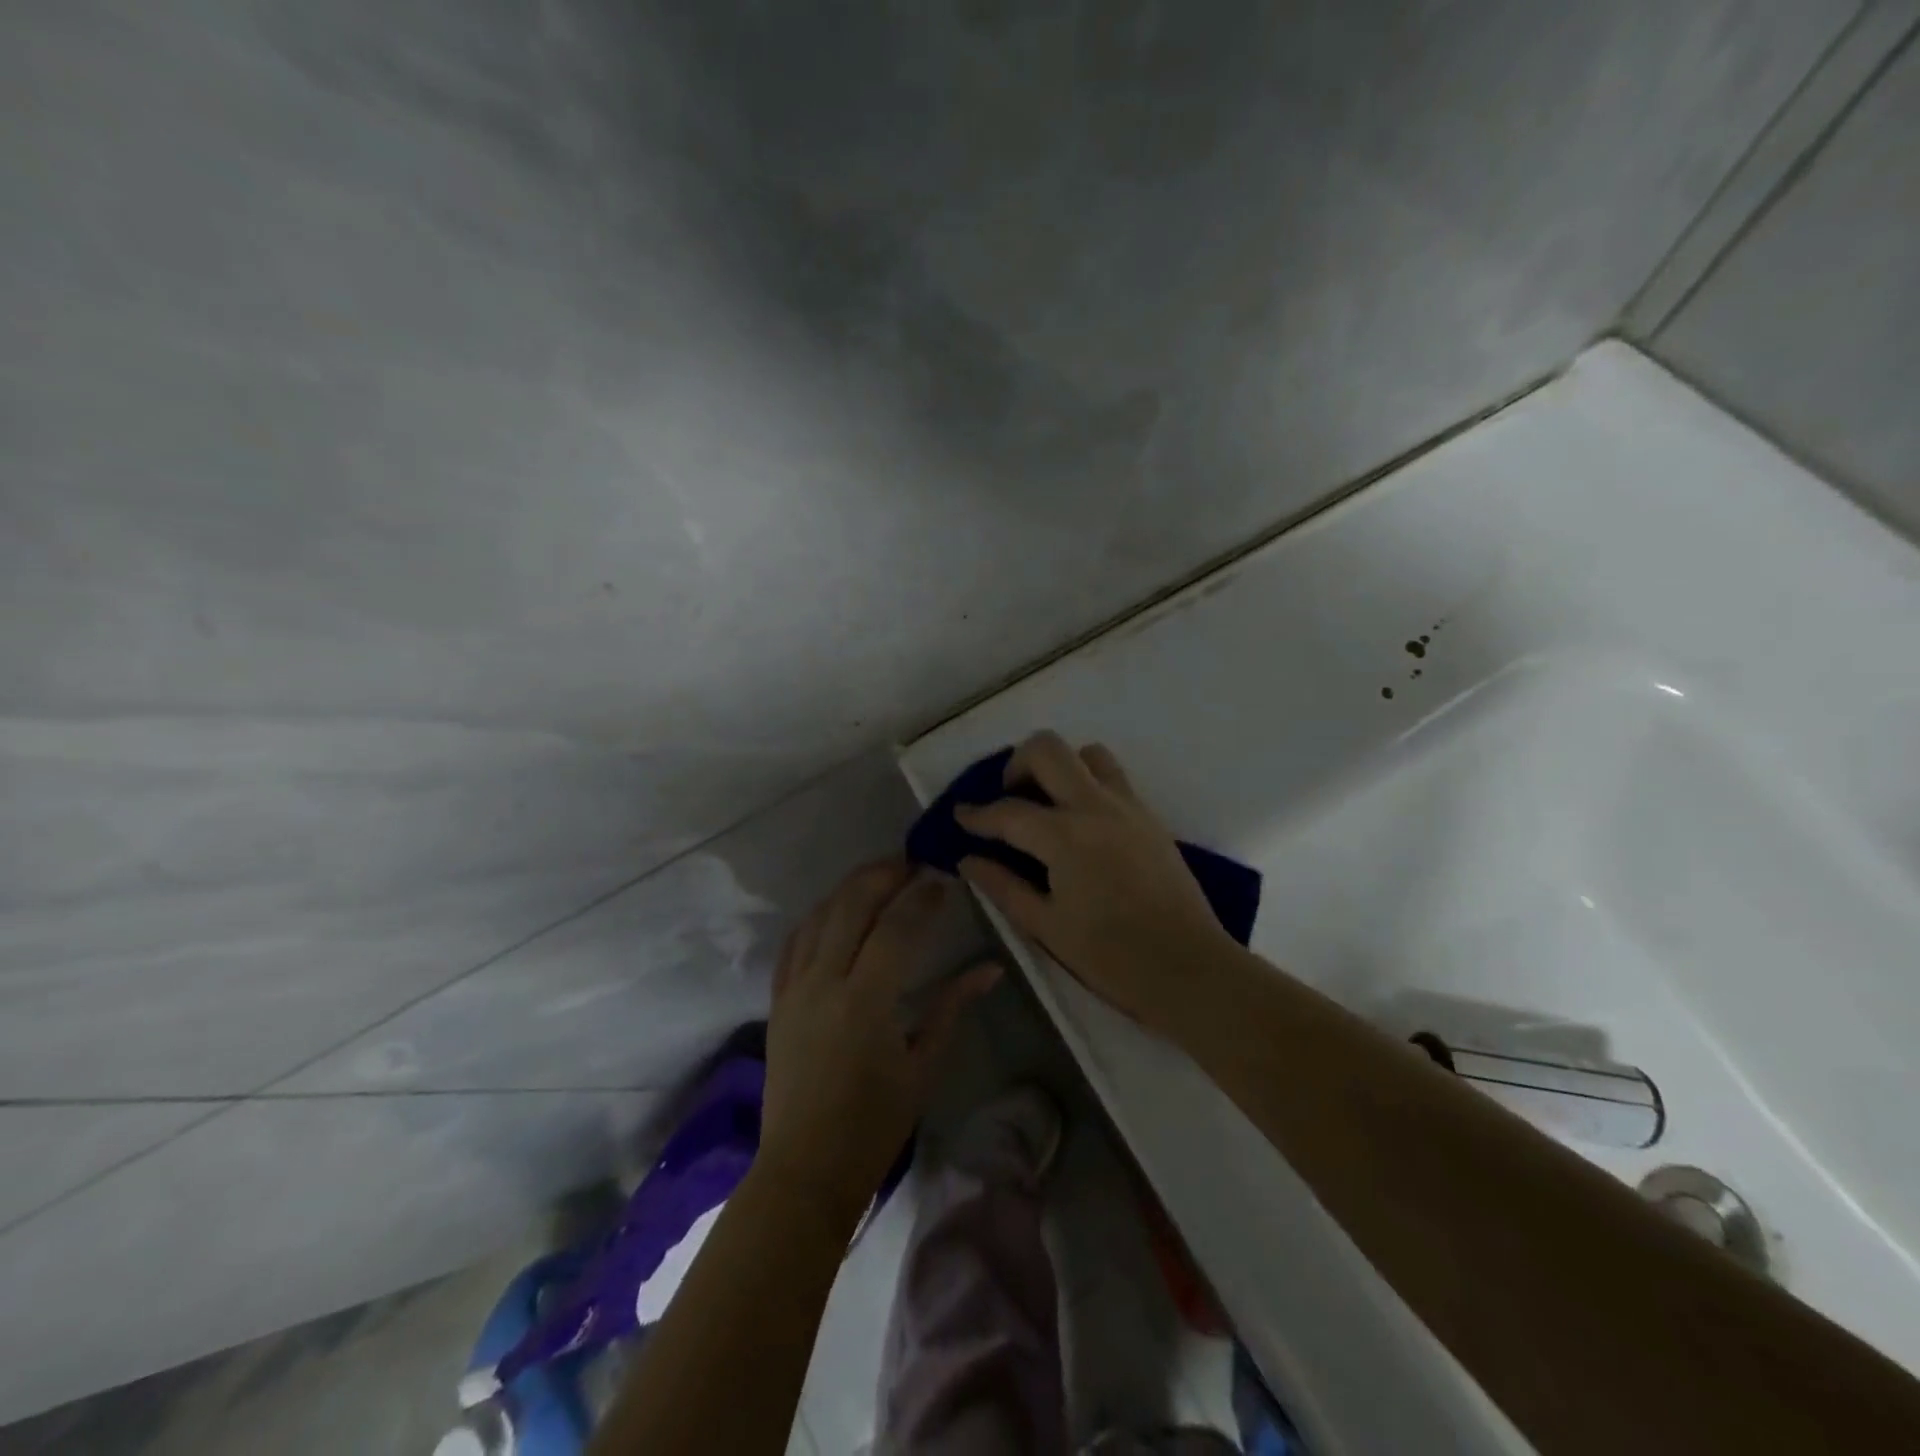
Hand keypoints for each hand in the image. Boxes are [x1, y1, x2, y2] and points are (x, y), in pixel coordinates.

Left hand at [758, 861, 999, 1226]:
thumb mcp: (924, 1067)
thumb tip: (991, 969)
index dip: (922, 898)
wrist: (805, 1168)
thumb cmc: (874, 1125)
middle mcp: (824, 983)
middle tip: (911, 862)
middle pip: (851, 906)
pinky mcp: (778, 999)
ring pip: (819, 916)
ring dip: (850, 888)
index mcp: (865, 1002)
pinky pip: (794, 942)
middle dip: (883, 875)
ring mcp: (794, 989)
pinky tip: (836, 908)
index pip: (896, 928)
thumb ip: (953, 1007)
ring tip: (879, 875)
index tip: (943, 881)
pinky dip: (818, 916)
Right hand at [956, 732, 1235, 1033]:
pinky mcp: (1150, 817)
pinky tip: (1081, 823)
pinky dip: (1088, 783)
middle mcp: (1095, 806)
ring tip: (1048, 802)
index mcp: (1065, 836)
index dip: (977, 814)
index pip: (1008, 811)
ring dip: (1060, 767)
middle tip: (1008, 797)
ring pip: (1088, 754)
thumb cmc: (1112, 956)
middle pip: (1047, 749)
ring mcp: (1128, 806)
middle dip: (1016, 764)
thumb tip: (968, 860)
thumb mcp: (1046, 927)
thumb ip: (1003, 887)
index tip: (960, 816)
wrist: (1190, 968)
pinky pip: (1114, 778)